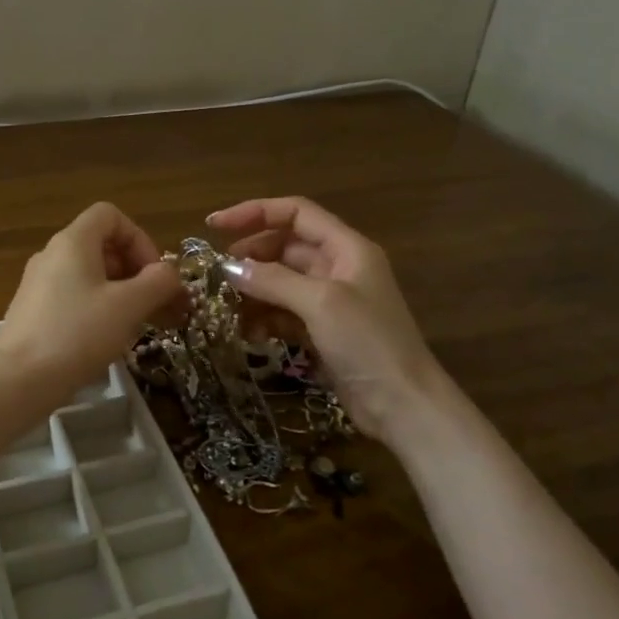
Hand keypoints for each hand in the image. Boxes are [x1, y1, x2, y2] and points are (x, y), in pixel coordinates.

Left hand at [0, 203, 182, 406]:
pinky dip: (98, 308)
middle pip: (102, 245)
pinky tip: (108, 338)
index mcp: (73, 242)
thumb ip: (157, 283)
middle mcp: (53, 255)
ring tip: (139, 324)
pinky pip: (74, 297)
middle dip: (135, 270)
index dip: (139, 238)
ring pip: (90, 275)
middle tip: (155, 303)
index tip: (154, 274)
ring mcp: (40, 284)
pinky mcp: (34, 312)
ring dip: (121, 292)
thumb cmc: (77, 334)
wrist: (18, 379)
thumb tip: (170, 273)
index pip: (110, 215)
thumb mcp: (127, 306)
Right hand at [208, 196, 439, 438]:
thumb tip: (228, 267)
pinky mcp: (322, 332)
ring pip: (281, 282)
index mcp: (347, 248)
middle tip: (218, 274)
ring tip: (228, 308)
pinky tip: (250, 334)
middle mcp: (339, 268)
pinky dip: (265, 319)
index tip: (214, 226)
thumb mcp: (320, 303)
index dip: (254, 212)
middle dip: (251, 256)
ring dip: (254, 292)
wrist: (403, 406)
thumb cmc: (368, 343)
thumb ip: (273, 280)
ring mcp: (330, 302)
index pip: (295, 213)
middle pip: (285, 247)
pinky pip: (285, 313)